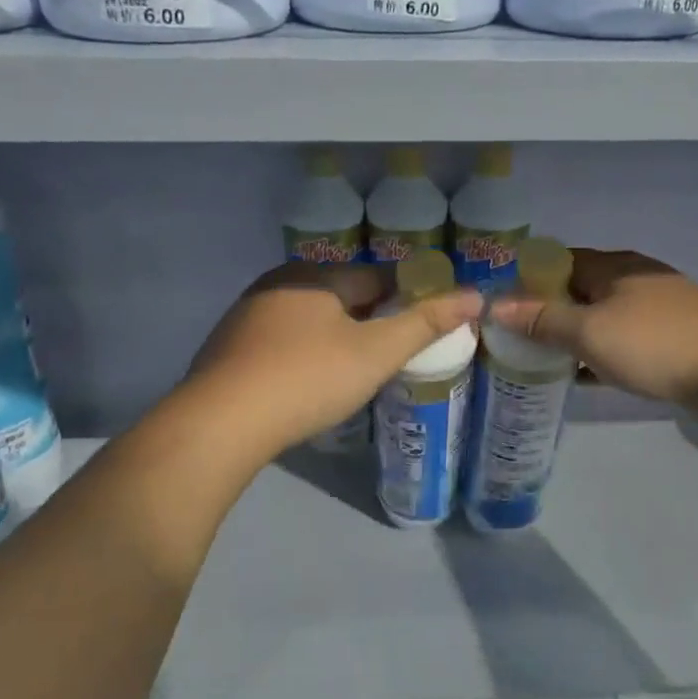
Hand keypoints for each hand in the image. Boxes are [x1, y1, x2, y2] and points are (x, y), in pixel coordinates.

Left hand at [189, 262, 482, 455]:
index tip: (423, 326)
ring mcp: (247, 315)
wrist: (221, 422)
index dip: (407, 298)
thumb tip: (476, 295)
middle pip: (341, 296)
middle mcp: (278, 283)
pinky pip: (282, 342)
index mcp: (315, 276)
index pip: (377, 277)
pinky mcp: (228, 348)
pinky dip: (303, 355)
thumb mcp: (376, 352)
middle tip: (392, 356)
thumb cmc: (309, 378)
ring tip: (355, 373)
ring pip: (309, 320)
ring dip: (335, 338)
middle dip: (370, 319)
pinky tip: (309, 383)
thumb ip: (426, 322)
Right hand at [488, 248, 697, 409]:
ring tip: (543, 359)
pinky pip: (625, 342)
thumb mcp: (590, 332)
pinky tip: (586, 377)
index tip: (502, 305)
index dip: (528, 279)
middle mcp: (636, 279)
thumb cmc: (656, 343)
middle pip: (581, 290)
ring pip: (603, 318)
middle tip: (516, 337)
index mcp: (614, 266)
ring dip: (575, 335)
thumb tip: (494, 304)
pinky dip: (601, 355)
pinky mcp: (675, 340)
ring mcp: (660, 310)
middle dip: (549, 310)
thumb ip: (542, 319)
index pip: (559, 260)